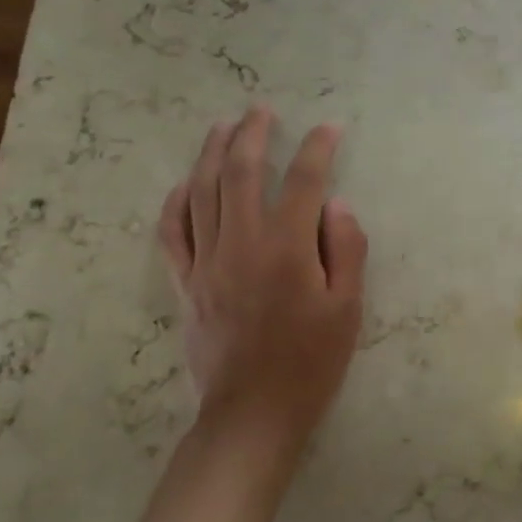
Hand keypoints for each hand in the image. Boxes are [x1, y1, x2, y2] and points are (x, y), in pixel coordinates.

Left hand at [159, 105, 367, 461]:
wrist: (254, 411)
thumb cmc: (312, 361)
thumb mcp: (348, 307)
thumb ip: (346, 249)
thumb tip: (336, 204)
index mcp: (287, 248)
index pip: (305, 181)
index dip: (318, 149)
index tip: (329, 128)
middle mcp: (242, 243)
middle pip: (242, 173)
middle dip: (253, 135)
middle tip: (262, 110)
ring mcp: (207, 261)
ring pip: (203, 192)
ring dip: (213, 153)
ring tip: (223, 126)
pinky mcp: (187, 282)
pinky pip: (173, 232)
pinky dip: (177, 201)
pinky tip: (185, 182)